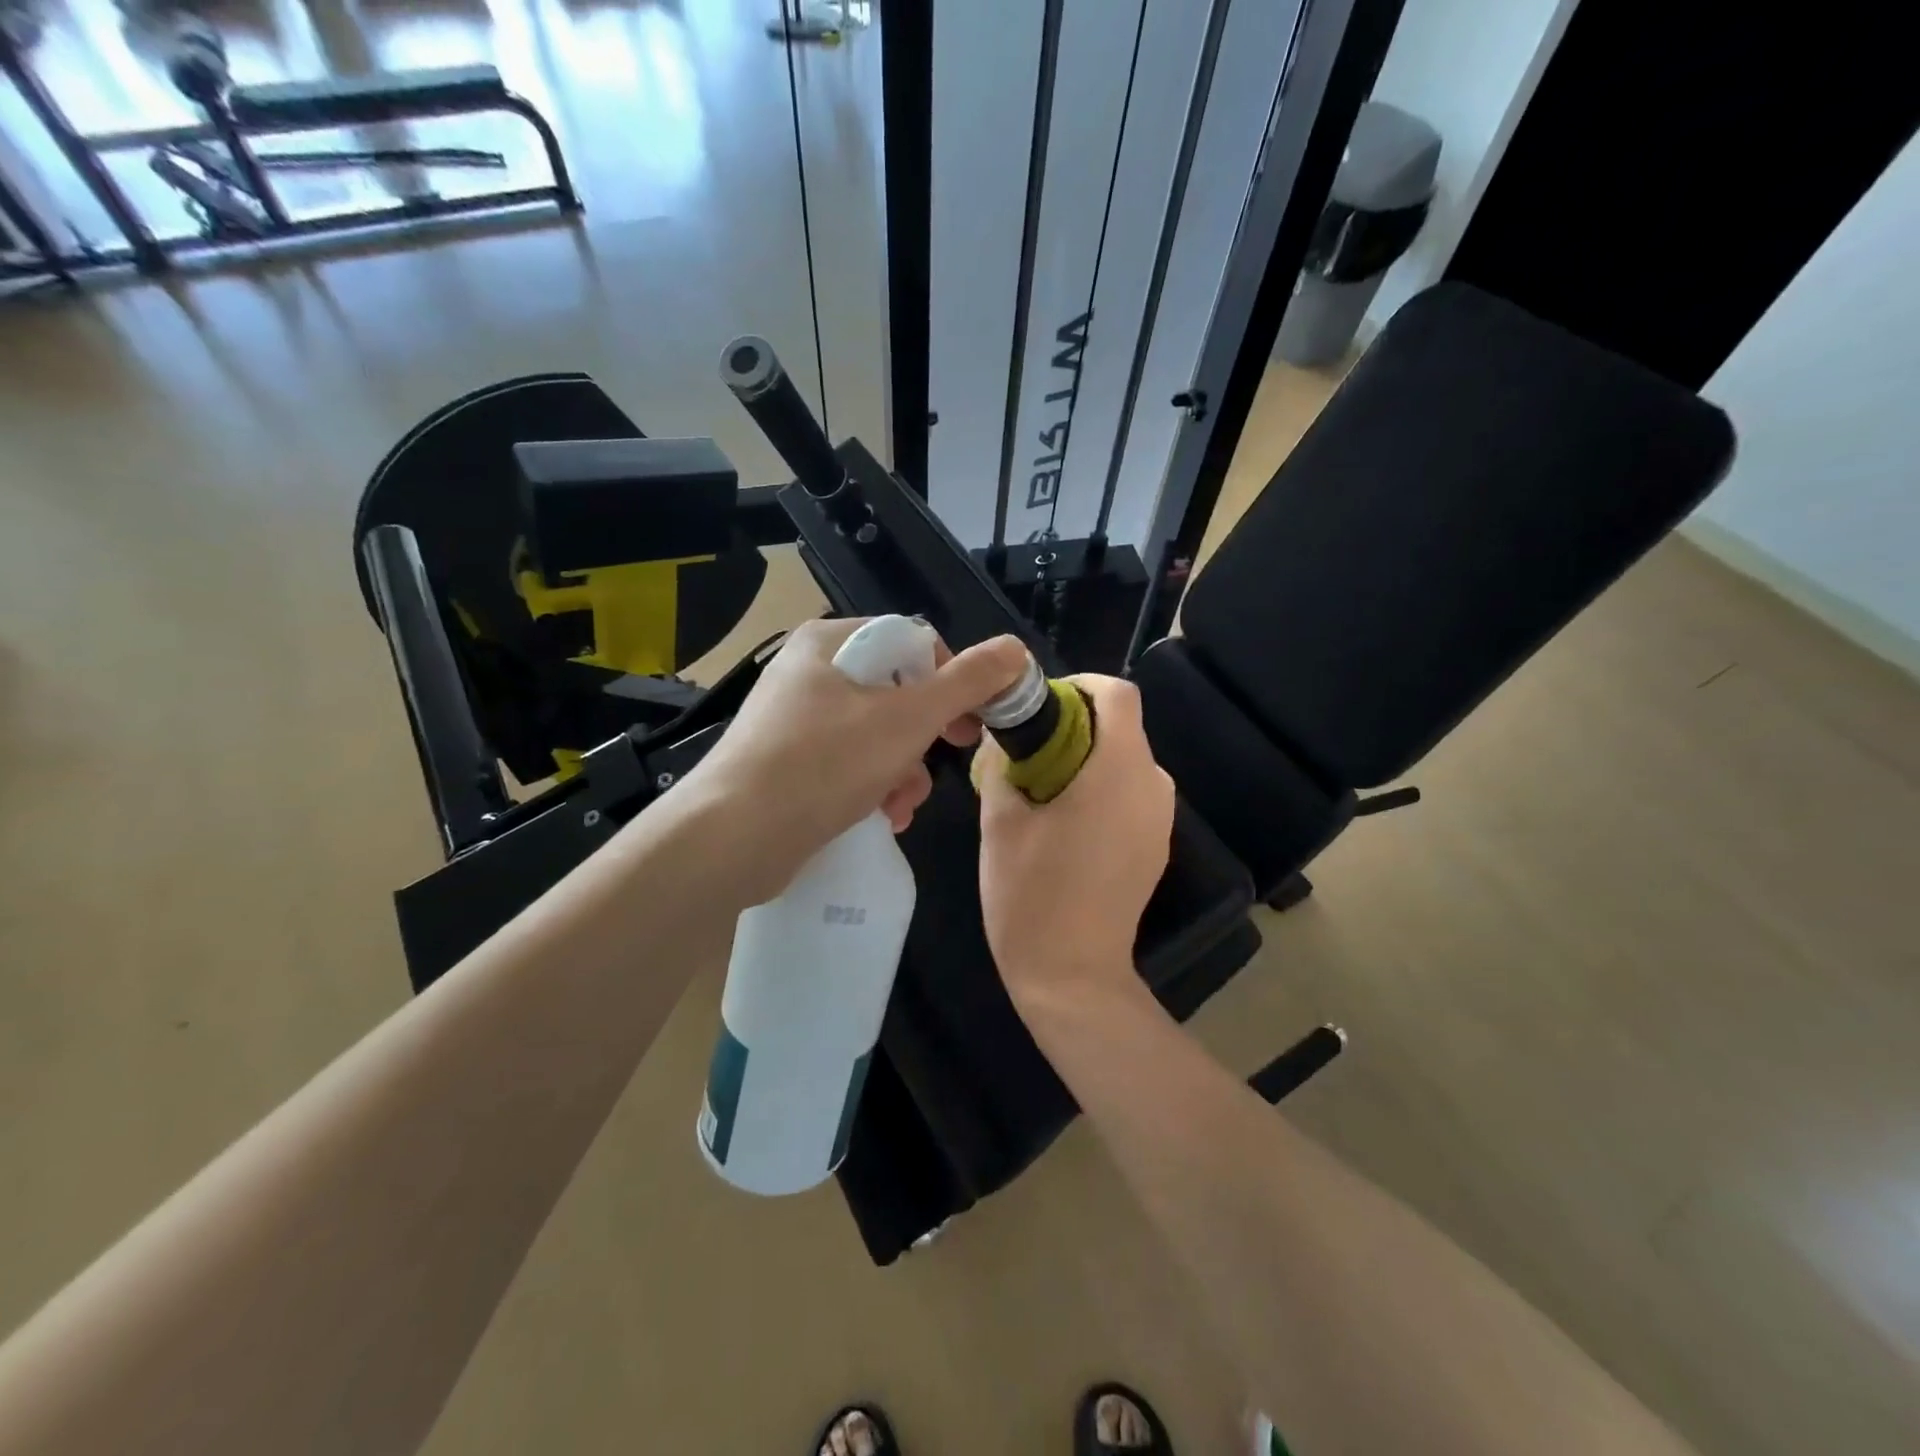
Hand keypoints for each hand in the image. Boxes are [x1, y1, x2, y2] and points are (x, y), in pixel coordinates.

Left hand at [675, 617, 1029, 906]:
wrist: (732, 839)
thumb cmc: (824, 763)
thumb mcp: (907, 718)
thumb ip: (966, 683)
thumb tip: (1016, 649)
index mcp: (829, 643)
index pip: (911, 642)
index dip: (951, 677)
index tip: (973, 719)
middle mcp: (808, 674)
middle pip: (894, 691)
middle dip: (926, 735)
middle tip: (953, 756)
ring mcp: (793, 721)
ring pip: (874, 734)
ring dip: (903, 769)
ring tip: (903, 803)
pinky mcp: (787, 765)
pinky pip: (847, 764)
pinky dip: (873, 787)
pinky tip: (883, 817)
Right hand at [975, 674, 1174, 1010]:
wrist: (1073, 978)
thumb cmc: (1031, 896)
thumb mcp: (1000, 823)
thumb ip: (1002, 765)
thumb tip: (1003, 737)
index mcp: (1118, 771)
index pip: (1118, 694)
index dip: (1081, 685)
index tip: (1042, 705)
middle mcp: (1152, 786)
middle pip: (1122, 727)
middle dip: (1076, 725)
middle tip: (1026, 751)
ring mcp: (1161, 820)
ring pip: (1127, 762)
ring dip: (1088, 759)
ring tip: (1040, 788)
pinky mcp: (1157, 847)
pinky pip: (1132, 795)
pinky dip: (1102, 789)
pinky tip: (1065, 824)